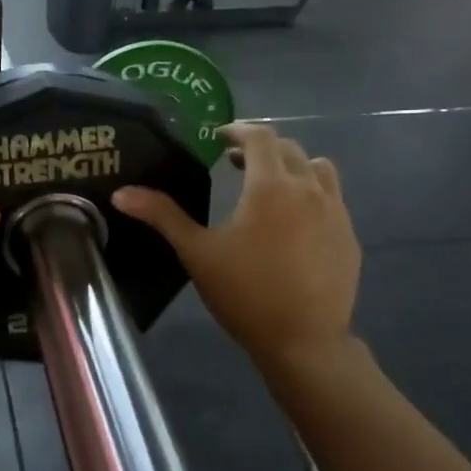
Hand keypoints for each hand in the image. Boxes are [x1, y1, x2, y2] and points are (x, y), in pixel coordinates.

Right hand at [112, 123, 359, 371]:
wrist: (303, 340)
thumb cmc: (245, 293)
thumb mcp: (197, 253)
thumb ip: (162, 216)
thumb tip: (121, 193)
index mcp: (270, 186)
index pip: (259, 136)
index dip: (237, 130)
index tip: (219, 137)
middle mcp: (308, 188)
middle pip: (289, 148)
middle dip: (260, 148)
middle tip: (234, 163)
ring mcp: (335, 211)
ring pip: (317, 168)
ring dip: (292, 166)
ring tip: (270, 185)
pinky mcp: (348, 234)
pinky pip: (332, 197)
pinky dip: (311, 192)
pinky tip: (293, 221)